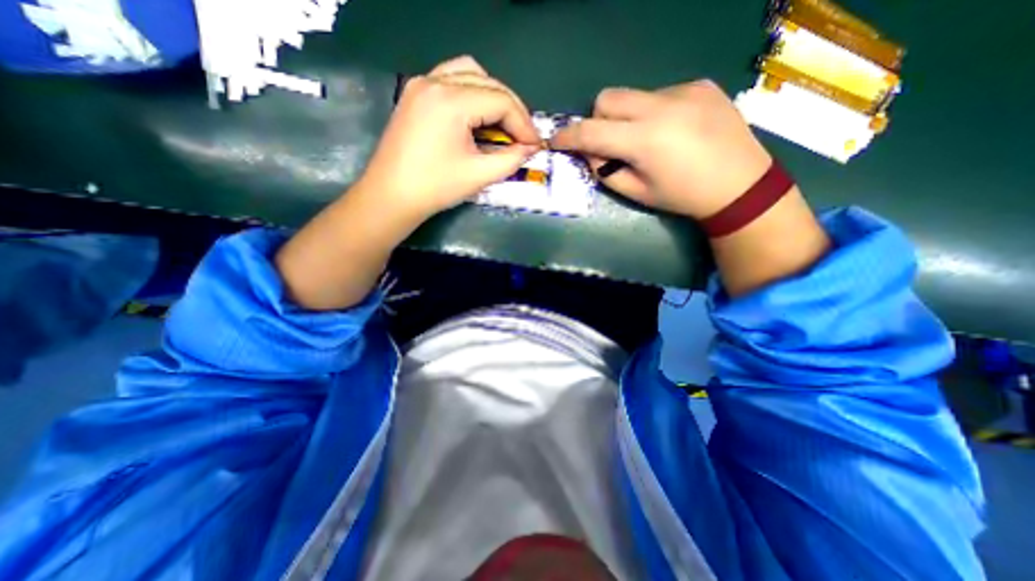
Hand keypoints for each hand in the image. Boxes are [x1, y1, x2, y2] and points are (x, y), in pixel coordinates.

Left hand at [361, 58, 541, 221]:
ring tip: (504, 124)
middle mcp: (435, 81)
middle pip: (489, 82)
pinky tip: (478, 116)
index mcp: (451, 101)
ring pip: (470, 73)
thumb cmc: (435, 188)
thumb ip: (511, 159)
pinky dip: (472, 93)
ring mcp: (422, 84)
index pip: (501, 101)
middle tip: (524, 136)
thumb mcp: (479, 175)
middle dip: (512, 109)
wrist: (391, 196)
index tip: (535, 145)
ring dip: (493, 95)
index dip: (524, 124)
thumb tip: (531, 149)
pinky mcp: (415, 93)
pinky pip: (452, 79)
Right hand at [554, 80, 771, 220]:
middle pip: (607, 98)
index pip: (591, 131)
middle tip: (608, 142)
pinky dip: (653, 112)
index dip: (568, 136)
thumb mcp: (637, 193)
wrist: (740, 185)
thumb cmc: (683, 197)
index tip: (556, 140)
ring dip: (627, 116)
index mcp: (644, 140)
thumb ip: (605, 172)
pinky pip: (660, 94)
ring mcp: (683, 90)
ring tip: (648, 139)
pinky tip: (673, 130)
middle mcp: (661, 107)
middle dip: (598, 119)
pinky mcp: (700, 85)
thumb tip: (588, 153)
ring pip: (633, 95)